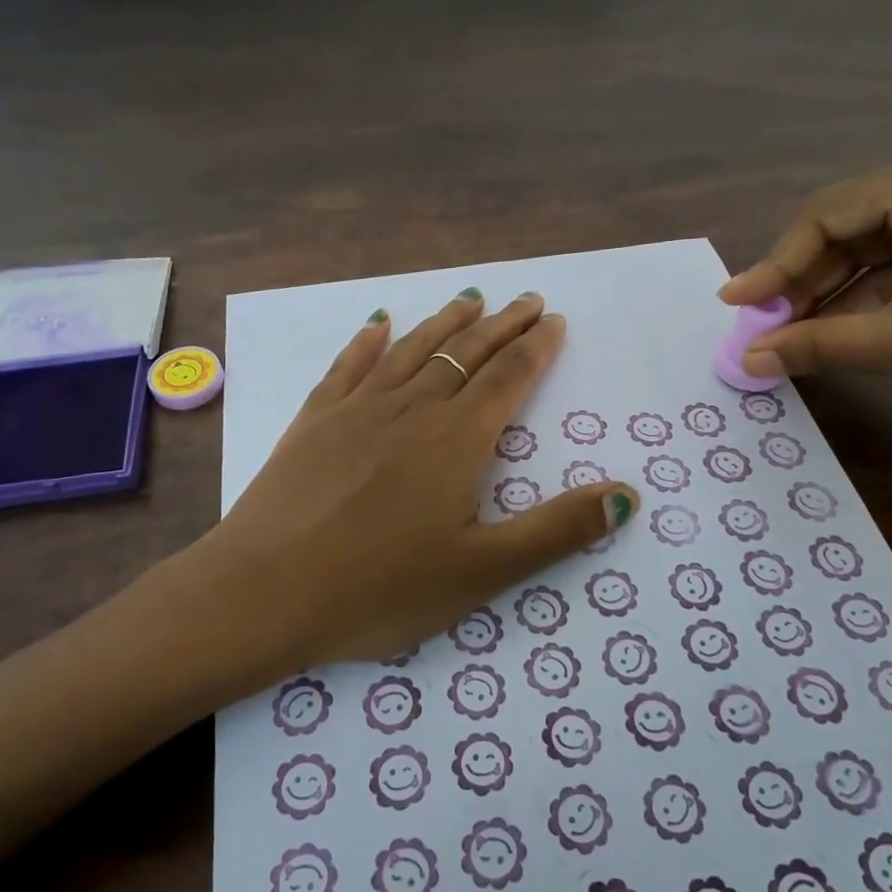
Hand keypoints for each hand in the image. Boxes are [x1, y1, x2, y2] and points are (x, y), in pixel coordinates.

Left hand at [194, 290, 638, 671]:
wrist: (264, 593)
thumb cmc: (379, 589)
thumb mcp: (483, 571)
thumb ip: (557, 530)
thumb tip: (627, 496)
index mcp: (456, 441)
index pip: (507, 378)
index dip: (535, 347)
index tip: (553, 320)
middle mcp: (411, 410)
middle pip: (465, 354)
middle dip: (501, 325)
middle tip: (526, 299)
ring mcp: (356, 410)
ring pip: (412, 351)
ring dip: (445, 323)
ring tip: (469, 298)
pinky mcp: (313, 422)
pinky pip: (348, 367)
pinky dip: (368, 342)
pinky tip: (378, 324)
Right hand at [718, 145, 891, 422]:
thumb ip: (817, 345)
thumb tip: (746, 360)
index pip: (827, 214)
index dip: (773, 262)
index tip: (733, 304)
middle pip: (846, 229)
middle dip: (800, 281)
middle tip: (759, 328)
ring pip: (870, 251)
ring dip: (828, 294)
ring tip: (786, 336)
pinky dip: (865, 300)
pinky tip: (835, 332)